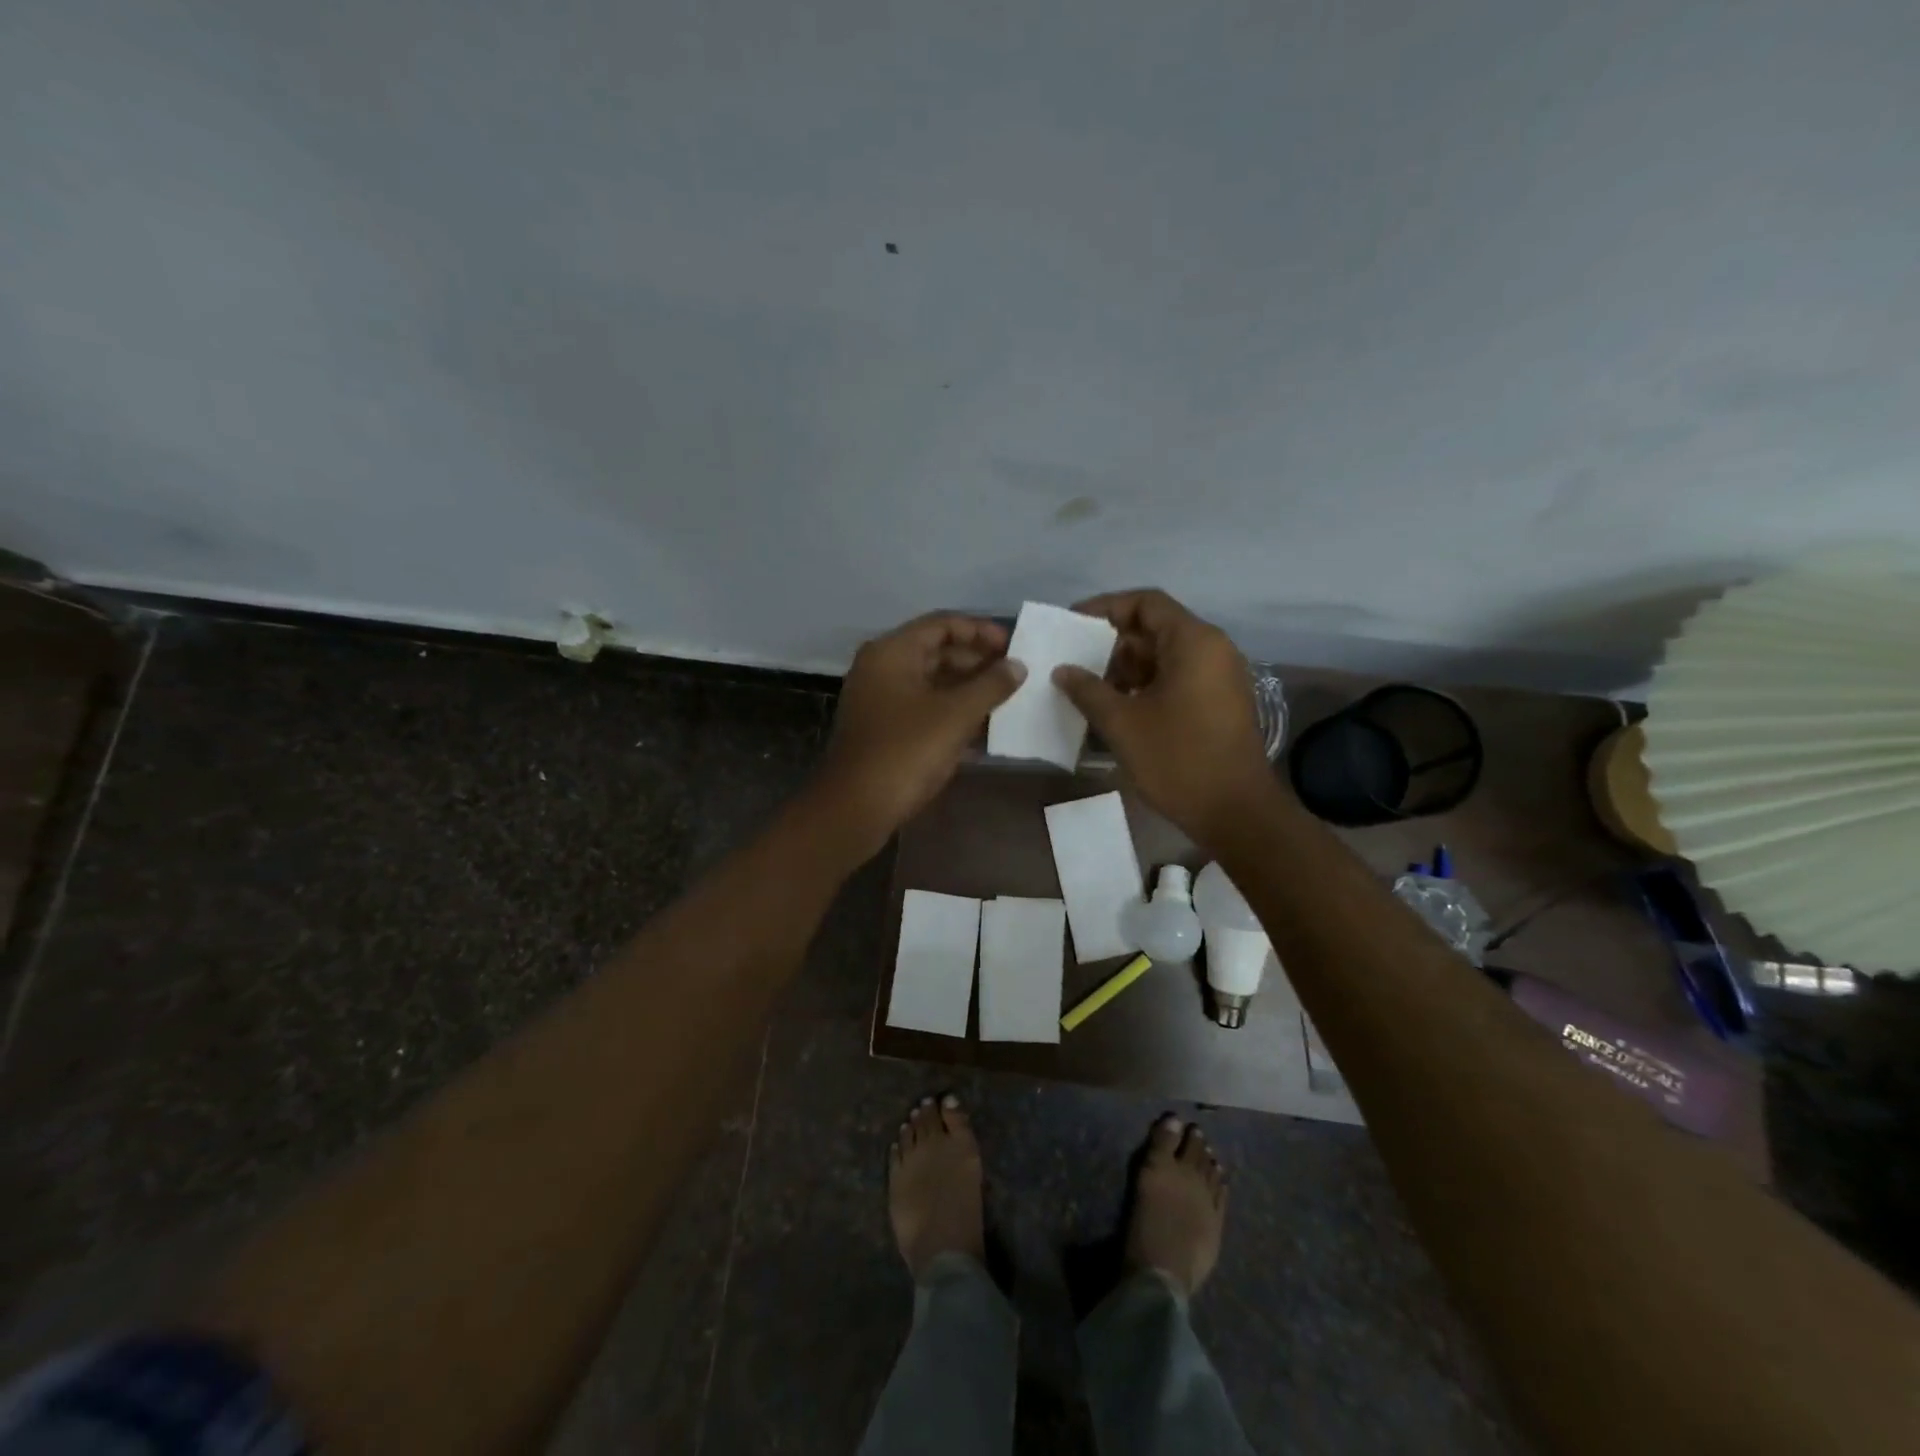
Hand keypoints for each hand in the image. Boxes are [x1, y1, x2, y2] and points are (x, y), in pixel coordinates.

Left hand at [813, 612, 1025, 854]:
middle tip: (1014, 675)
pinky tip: (983, 727)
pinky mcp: (884, 729)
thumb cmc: (906, 751)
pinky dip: (952, 712)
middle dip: (977, 661)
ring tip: (1006, 699)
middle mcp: (882, 668)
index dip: (980, 631)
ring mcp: (880, 700)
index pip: (942, 624)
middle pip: (936, 651)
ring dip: (967, 688)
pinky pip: (924, 708)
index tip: (1012, 646)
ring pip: (931, 682)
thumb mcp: (956, 715)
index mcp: (892, 652)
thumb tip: (1018, 666)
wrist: (856, 807)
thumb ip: (990, 685)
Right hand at [1053, 589, 1275, 846]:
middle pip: (1156, 628)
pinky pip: (1178, 678)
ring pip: (1165, 656)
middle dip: (1112, 643)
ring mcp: (1219, 677)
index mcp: (1193, 642)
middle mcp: (1212, 649)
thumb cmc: (1177, 759)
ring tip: (1089, 688)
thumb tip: (1062, 670)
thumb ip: (1088, 690)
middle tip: (1075, 662)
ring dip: (1127, 668)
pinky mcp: (1219, 702)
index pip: (1146, 603)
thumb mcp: (1122, 723)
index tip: (1072, 624)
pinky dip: (1147, 685)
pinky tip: (1117, 708)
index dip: (1106, 608)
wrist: (1235, 811)